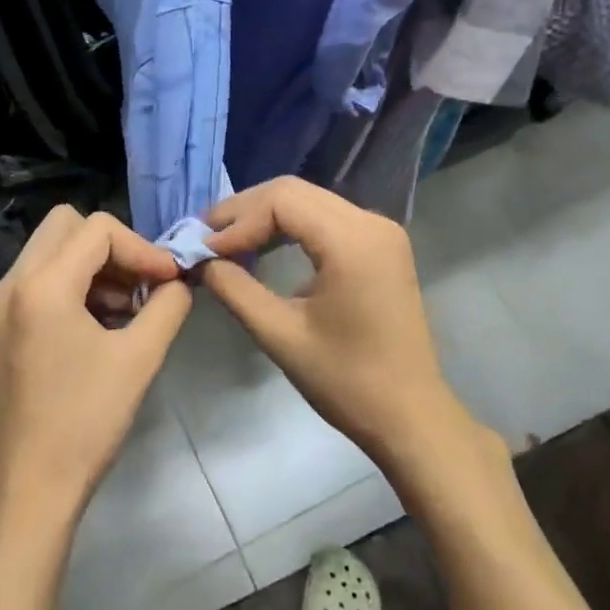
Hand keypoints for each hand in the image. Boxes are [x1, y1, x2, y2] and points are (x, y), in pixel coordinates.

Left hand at [0, 207, 192, 531]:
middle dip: (112, 248)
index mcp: (43, 284)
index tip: (169, 281)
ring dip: (93, 266)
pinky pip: (39, 280)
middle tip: (142, 285)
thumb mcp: (139, 359)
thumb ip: (167, 307)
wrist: (29, 488)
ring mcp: (1, 305)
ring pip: (51, 251)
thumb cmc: (85, 422)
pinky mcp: (0, 327)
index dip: (142, 248)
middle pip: (67, 226)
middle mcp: (13, 282)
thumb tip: (178, 283)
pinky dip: (72, 286)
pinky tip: (99, 326)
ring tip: (126, 310)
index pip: (99, 229)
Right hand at [200, 177, 482, 472]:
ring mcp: (380, 231)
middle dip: (245, 211)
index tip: (202, 249)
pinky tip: (263, 245)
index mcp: (352, 241)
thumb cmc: (346, 381)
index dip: (237, 220)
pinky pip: (326, 216)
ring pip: (309, 200)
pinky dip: (290, 225)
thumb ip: (235, 289)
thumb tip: (199, 261)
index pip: (281, 201)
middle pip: (294, 192)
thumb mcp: (280, 335)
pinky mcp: (380, 244)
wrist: (410, 417)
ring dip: (265, 216)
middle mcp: (371, 222)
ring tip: (225, 240)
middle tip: (205, 237)